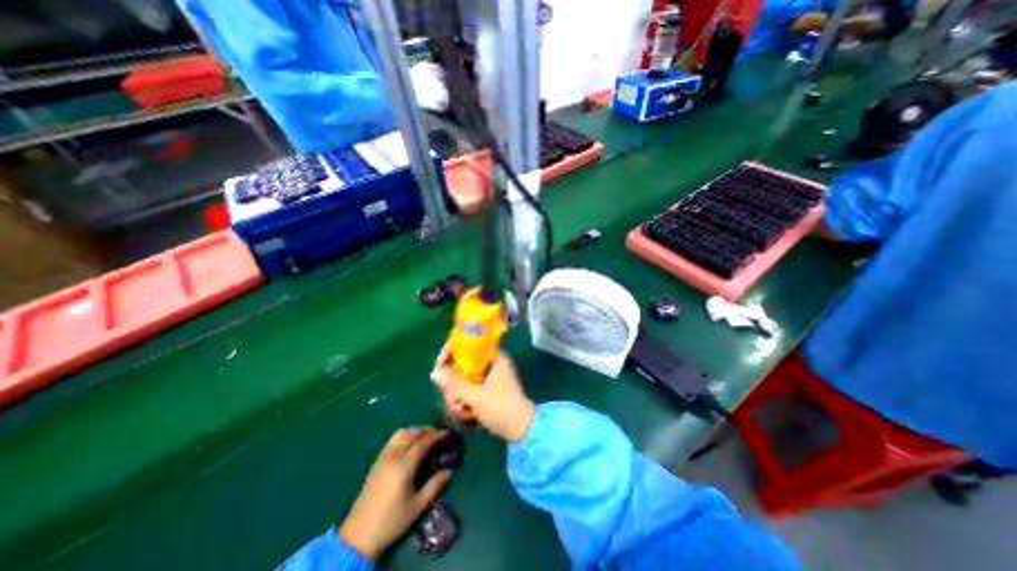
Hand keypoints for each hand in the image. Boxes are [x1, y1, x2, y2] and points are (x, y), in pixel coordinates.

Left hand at [338, 429, 450, 557]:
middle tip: (438, 435)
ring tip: (425, 438)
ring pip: (401, 434)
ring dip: (415, 431)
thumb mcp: (417, 506)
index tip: (447, 433)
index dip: (437, 435)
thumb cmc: (391, 521)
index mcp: (404, 465)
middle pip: (412, 433)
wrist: (358, 536)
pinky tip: (410, 445)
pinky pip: (393, 440)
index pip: (423, 442)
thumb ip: (434, 485)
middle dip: (427, 430)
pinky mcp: (376, 462)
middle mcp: (393, 456)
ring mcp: (383, 458)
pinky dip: (405, 436)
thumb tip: (449, 471)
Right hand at [430, 346, 534, 442]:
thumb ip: (455, 384)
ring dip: (457, 392)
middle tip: (449, 396)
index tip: (439, 365)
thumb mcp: (477, 396)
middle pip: (464, 362)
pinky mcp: (489, 388)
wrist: (522, 429)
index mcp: (494, 357)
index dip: (452, 351)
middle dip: (453, 380)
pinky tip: (462, 411)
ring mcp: (491, 376)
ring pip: (465, 376)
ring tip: (457, 408)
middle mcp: (492, 363)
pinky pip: (470, 386)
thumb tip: (434, 372)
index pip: (469, 344)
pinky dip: (464, 397)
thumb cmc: (501, 408)